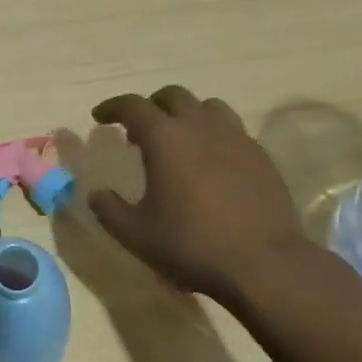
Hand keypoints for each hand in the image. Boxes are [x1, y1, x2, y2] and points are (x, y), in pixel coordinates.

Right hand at [89, 86, 310, 304]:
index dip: (113, 107)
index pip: (133, 106)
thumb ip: (109, 209)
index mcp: (165, 138)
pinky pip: (232, 131)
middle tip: (139, 131)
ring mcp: (236, 138)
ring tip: (179, 141)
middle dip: (151, 106)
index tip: (100, 117)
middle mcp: (201, 127)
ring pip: (208, 107)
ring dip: (187, 115)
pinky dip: (214, 136)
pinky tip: (211, 164)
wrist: (265, 264)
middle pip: (173, 96)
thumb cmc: (192, 244)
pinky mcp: (261, 156)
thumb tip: (96, 193)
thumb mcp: (135, 234)